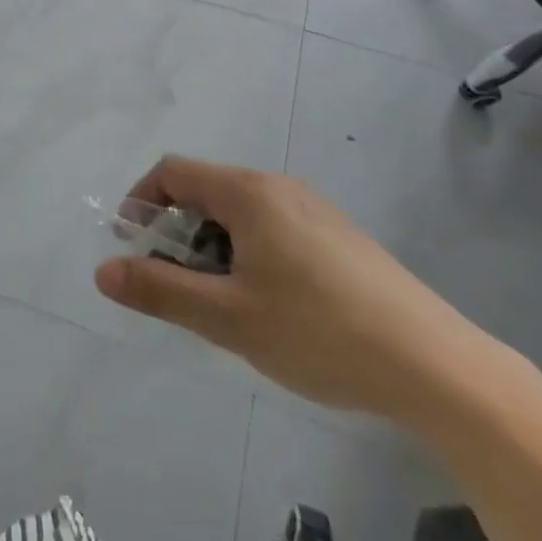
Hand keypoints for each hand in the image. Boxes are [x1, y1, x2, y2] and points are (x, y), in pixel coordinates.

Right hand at [93, 157, 497, 424]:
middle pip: (205, 192)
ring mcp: (314, 209)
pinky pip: (273, 229)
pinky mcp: (340, 237)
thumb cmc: (319, 332)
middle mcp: (279, 186)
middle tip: (178, 288)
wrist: (438, 368)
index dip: (141, 204)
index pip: (172, 172)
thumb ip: (159, 290)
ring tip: (225, 306)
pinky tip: (272, 308)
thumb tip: (103, 270)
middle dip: (177, 234)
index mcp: (248, 192)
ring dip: (213, 248)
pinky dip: (249, 255)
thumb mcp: (227, 318)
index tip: (132, 248)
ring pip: (240, 214)